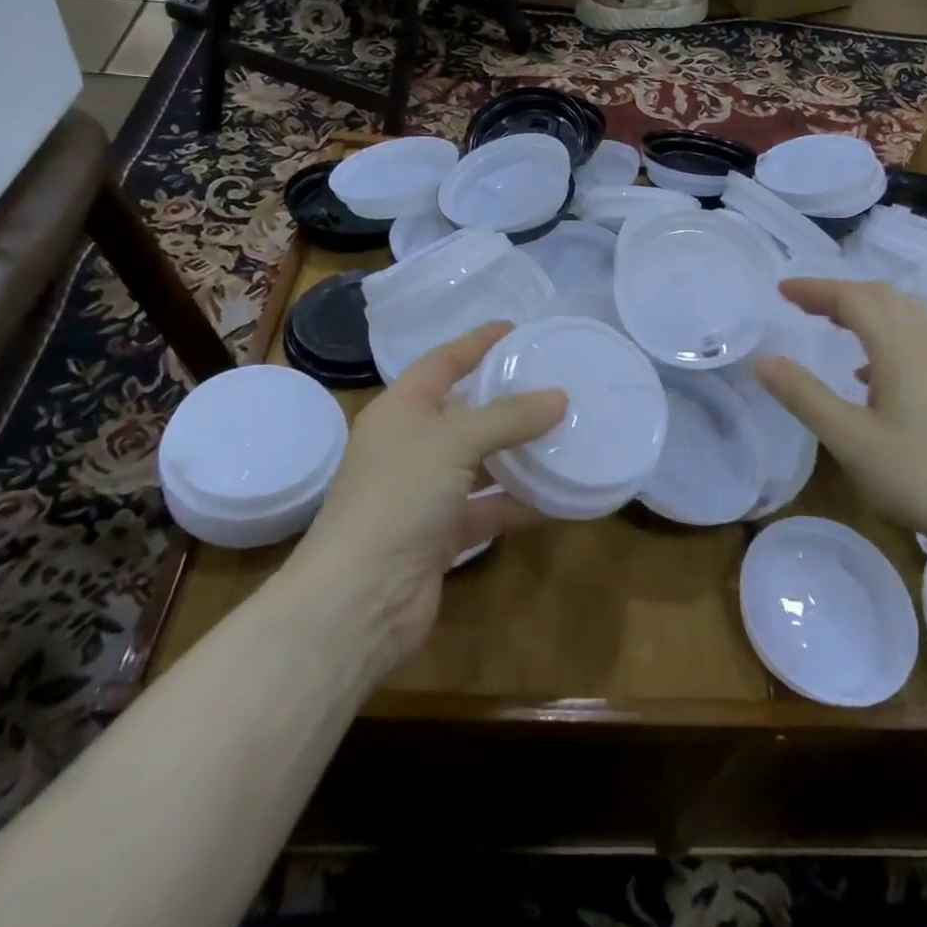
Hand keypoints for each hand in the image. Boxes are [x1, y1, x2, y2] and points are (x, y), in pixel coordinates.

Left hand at [298, 322, 565, 661]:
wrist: (360, 598)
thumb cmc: (399, 496)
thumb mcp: (454, 442)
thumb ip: (508, 417)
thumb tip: (560, 398)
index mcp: (400, 410)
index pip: (442, 362)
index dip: (476, 343)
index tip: (514, 329)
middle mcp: (410, 445)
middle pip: (465, 412)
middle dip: (506, 399)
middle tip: (554, 383)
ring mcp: (424, 492)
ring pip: (480, 462)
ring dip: (518, 453)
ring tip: (566, 433)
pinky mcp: (441, 534)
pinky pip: (488, 507)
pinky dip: (518, 501)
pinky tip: (557, 495)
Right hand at [755, 279, 926, 555]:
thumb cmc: (917, 476)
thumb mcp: (849, 439)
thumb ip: (804, 396)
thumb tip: (764, 360)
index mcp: (900, 351)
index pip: (853, 299)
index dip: (815, 289)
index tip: (780, 291)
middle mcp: (925, 349)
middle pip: (882, 298)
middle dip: (839, 293)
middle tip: (802, 306)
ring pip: (903, 316)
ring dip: (864, 310)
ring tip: (833, 325)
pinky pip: (914, 341)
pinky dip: (883, 335)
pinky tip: (867, 374)